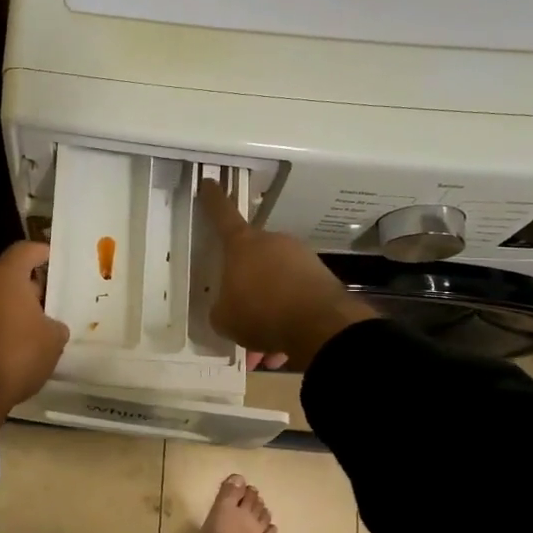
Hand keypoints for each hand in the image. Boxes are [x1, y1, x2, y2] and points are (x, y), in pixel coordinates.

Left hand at [0, 240, 69, 431]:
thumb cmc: (17, 354)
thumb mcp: (52, 340)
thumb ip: (55, 325)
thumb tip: (50, 326)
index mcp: (5, 277)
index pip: (25, 250)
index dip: (42, 252)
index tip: (56, 260)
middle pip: (7, 276)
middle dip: (30, 287)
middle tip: (51, 303)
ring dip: (12, 309)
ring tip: (35, 328)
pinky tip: (13, 347)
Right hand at [199, 180, 375, 370]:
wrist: (320, 326)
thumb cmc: (260, 313)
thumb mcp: (224, 318)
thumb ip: (222, 307)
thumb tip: (229, 306)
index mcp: (242, 245)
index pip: (223, 215)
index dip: (213, 200)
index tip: (209, 183)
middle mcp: (273, 243)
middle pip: (253, 257)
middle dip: (247, 282)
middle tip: (240, 310)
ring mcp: (301, 258)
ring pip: (276, 283)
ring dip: (269, 308)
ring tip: (264, 344)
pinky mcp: (323, 278)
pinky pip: (296, 298)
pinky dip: (288, 319)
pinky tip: (284, 348)